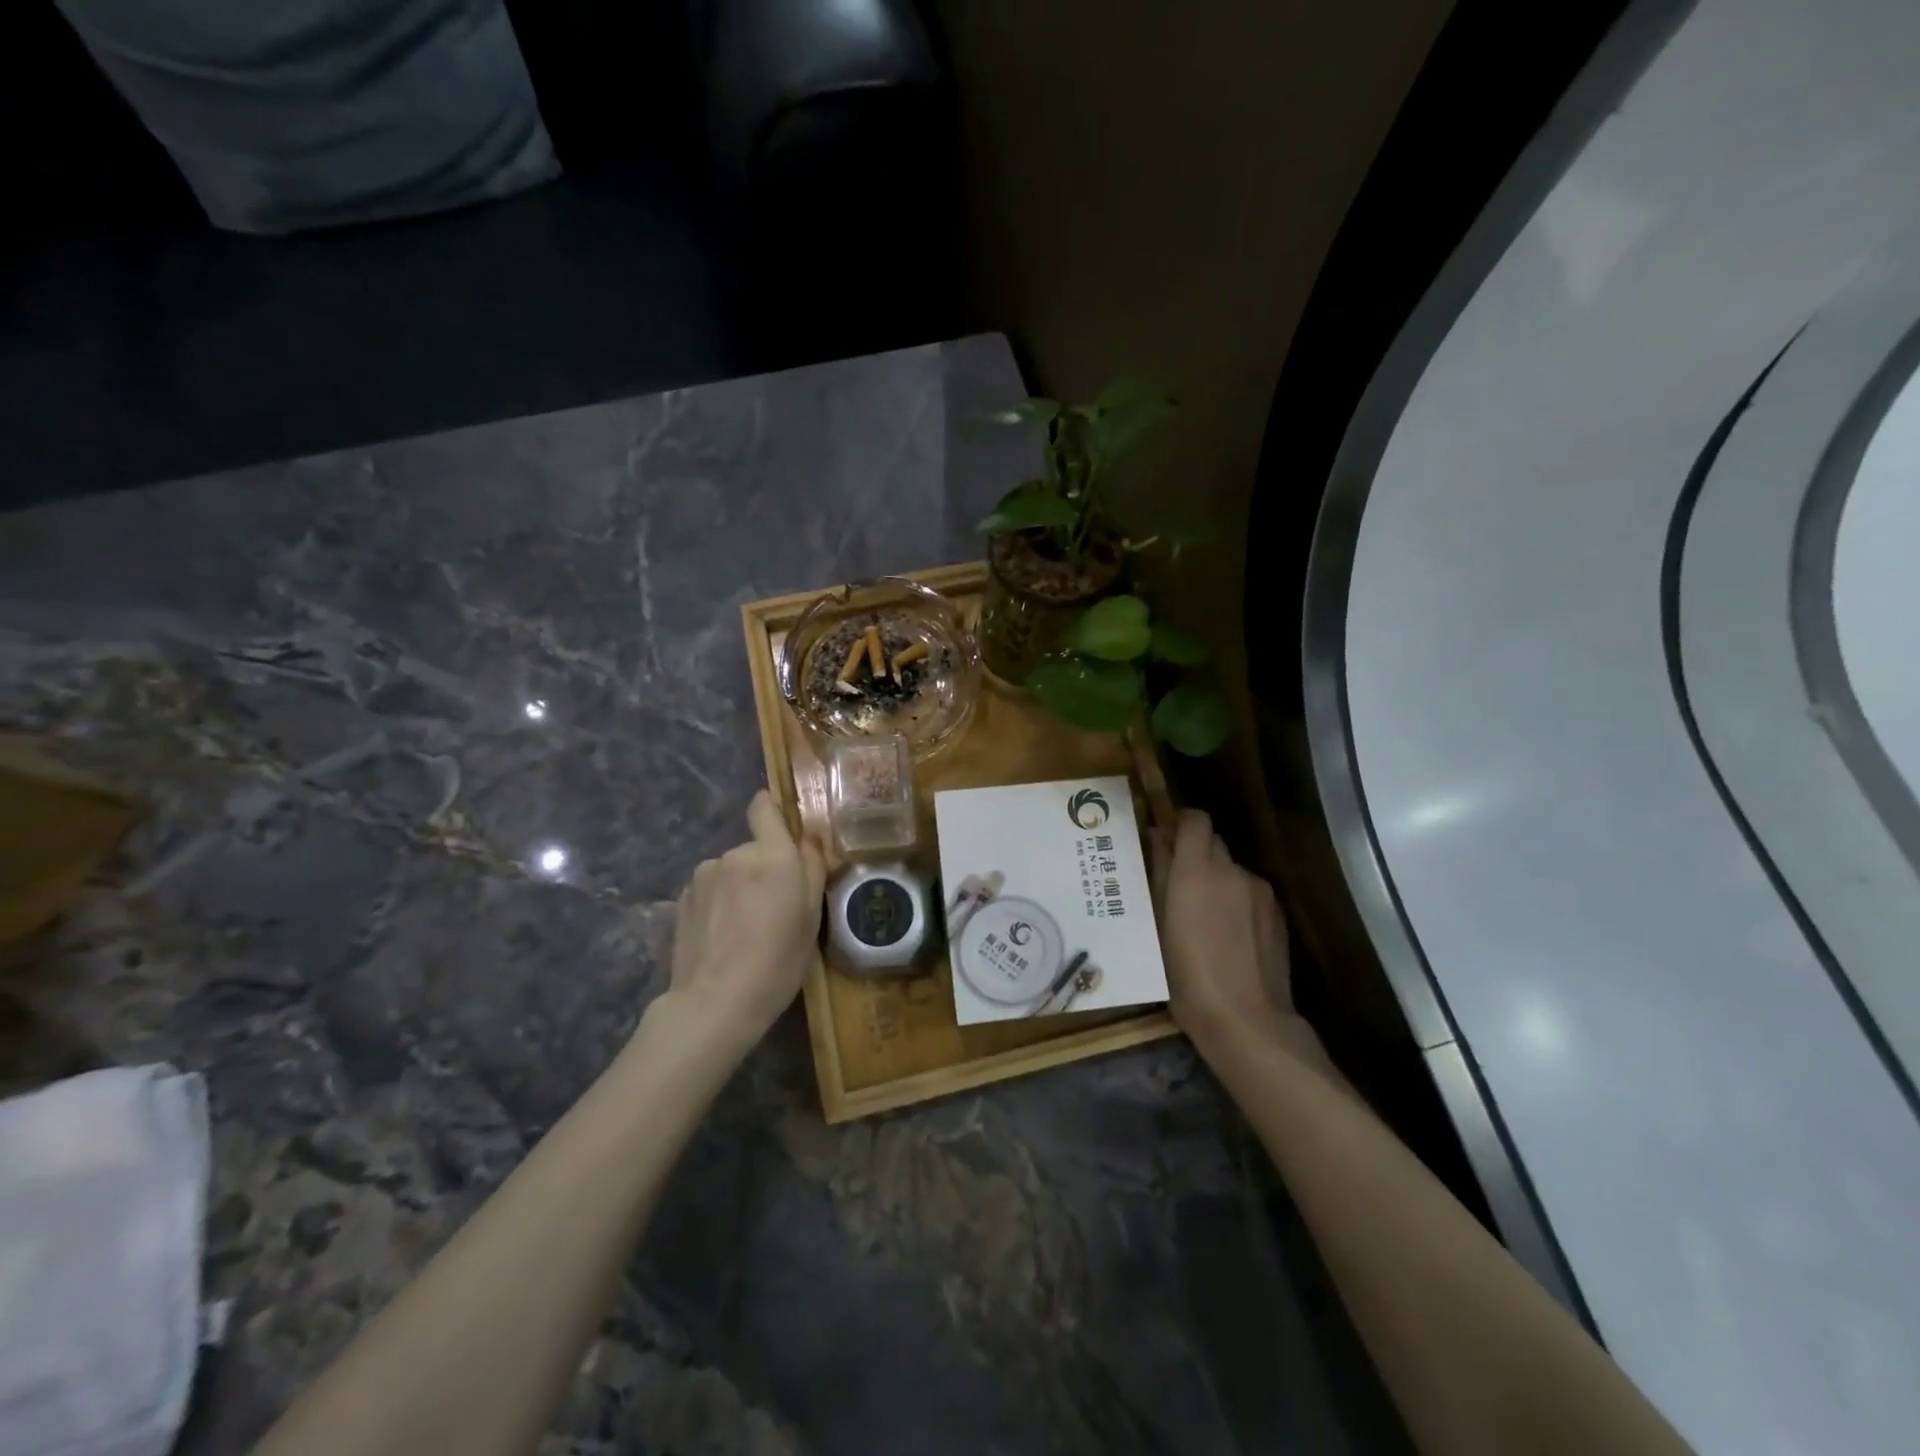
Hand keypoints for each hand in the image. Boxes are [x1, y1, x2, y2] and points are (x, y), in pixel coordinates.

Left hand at [658, 790, 825, 1054]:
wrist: (714, 1004)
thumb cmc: (777, 962)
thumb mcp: (811, 919)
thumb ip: (812, 869)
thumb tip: (808, 836)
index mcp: (772, 856)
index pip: (764, 808)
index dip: (772, 809)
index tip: (782, 830)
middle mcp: (735, 854)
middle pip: (754, 848)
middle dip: (764, 869)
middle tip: (774, 909)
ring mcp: (703, 875)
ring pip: (730, 870)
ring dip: (739, 887)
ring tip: (745, 928)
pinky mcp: (682, 898)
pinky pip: (710, 889)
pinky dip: (719, 903)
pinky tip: (722, 936)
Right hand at [1151, 809, 1296, 1051]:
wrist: (1245, 1019)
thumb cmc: (1185, 974)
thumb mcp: (1157, 923)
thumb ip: (1158, 872)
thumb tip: (1156, 836)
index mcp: (1195, 869)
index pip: (1195, 819)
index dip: (1180, 823)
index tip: (1166, 840)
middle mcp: (1231, 870)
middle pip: (1213, 843)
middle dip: (1194, 855)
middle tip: (1178, 886)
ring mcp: (1260, 890)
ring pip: (1232, 870)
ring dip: (1217, 880)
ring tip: (1204, 919)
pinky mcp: (1278, 913)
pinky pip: (1250, 892)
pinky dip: (1237, 901)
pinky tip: (1229, 936)